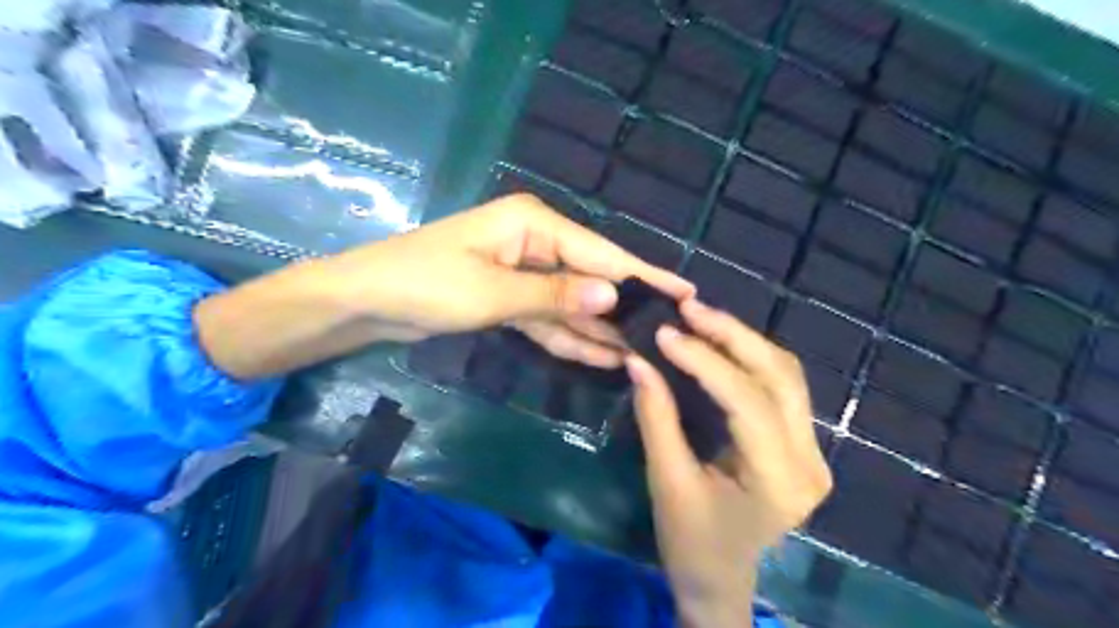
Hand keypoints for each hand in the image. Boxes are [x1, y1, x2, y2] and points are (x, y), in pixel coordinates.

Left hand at [323, 194, 690, 365]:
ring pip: (571, 304)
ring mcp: (523, 274)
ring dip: (598, 330)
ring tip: (639, 355)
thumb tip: (613, 297)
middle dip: (622, 309)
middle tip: (665, 337)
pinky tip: (601, 356)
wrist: (364, 302)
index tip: (685, 292)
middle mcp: (535, 243)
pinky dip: (569, 337)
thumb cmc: (425, 284)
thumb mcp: (494, 292)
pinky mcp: (509, 300)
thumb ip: (556, 296)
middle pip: (590, 279)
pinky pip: (548, 318)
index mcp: (534, 224)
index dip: (643, 275)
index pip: (600, 252)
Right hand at [628, 300, 827, 626]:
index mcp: (779, 481)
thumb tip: (638, 360)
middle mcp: (809, 461)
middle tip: (688, 309)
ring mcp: (814, 451)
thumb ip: (656, 417)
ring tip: (700, 318)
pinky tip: (720, 342)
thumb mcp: (667, 481)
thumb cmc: (690, 541)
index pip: (748, 402)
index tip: (665, 333)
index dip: (706, 361)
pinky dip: (750, 357)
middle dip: (732, 335)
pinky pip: (782, 386)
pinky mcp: (803, 444)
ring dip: (743, 340)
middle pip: (780, 377)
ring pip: (786, 374)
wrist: (720, 578)